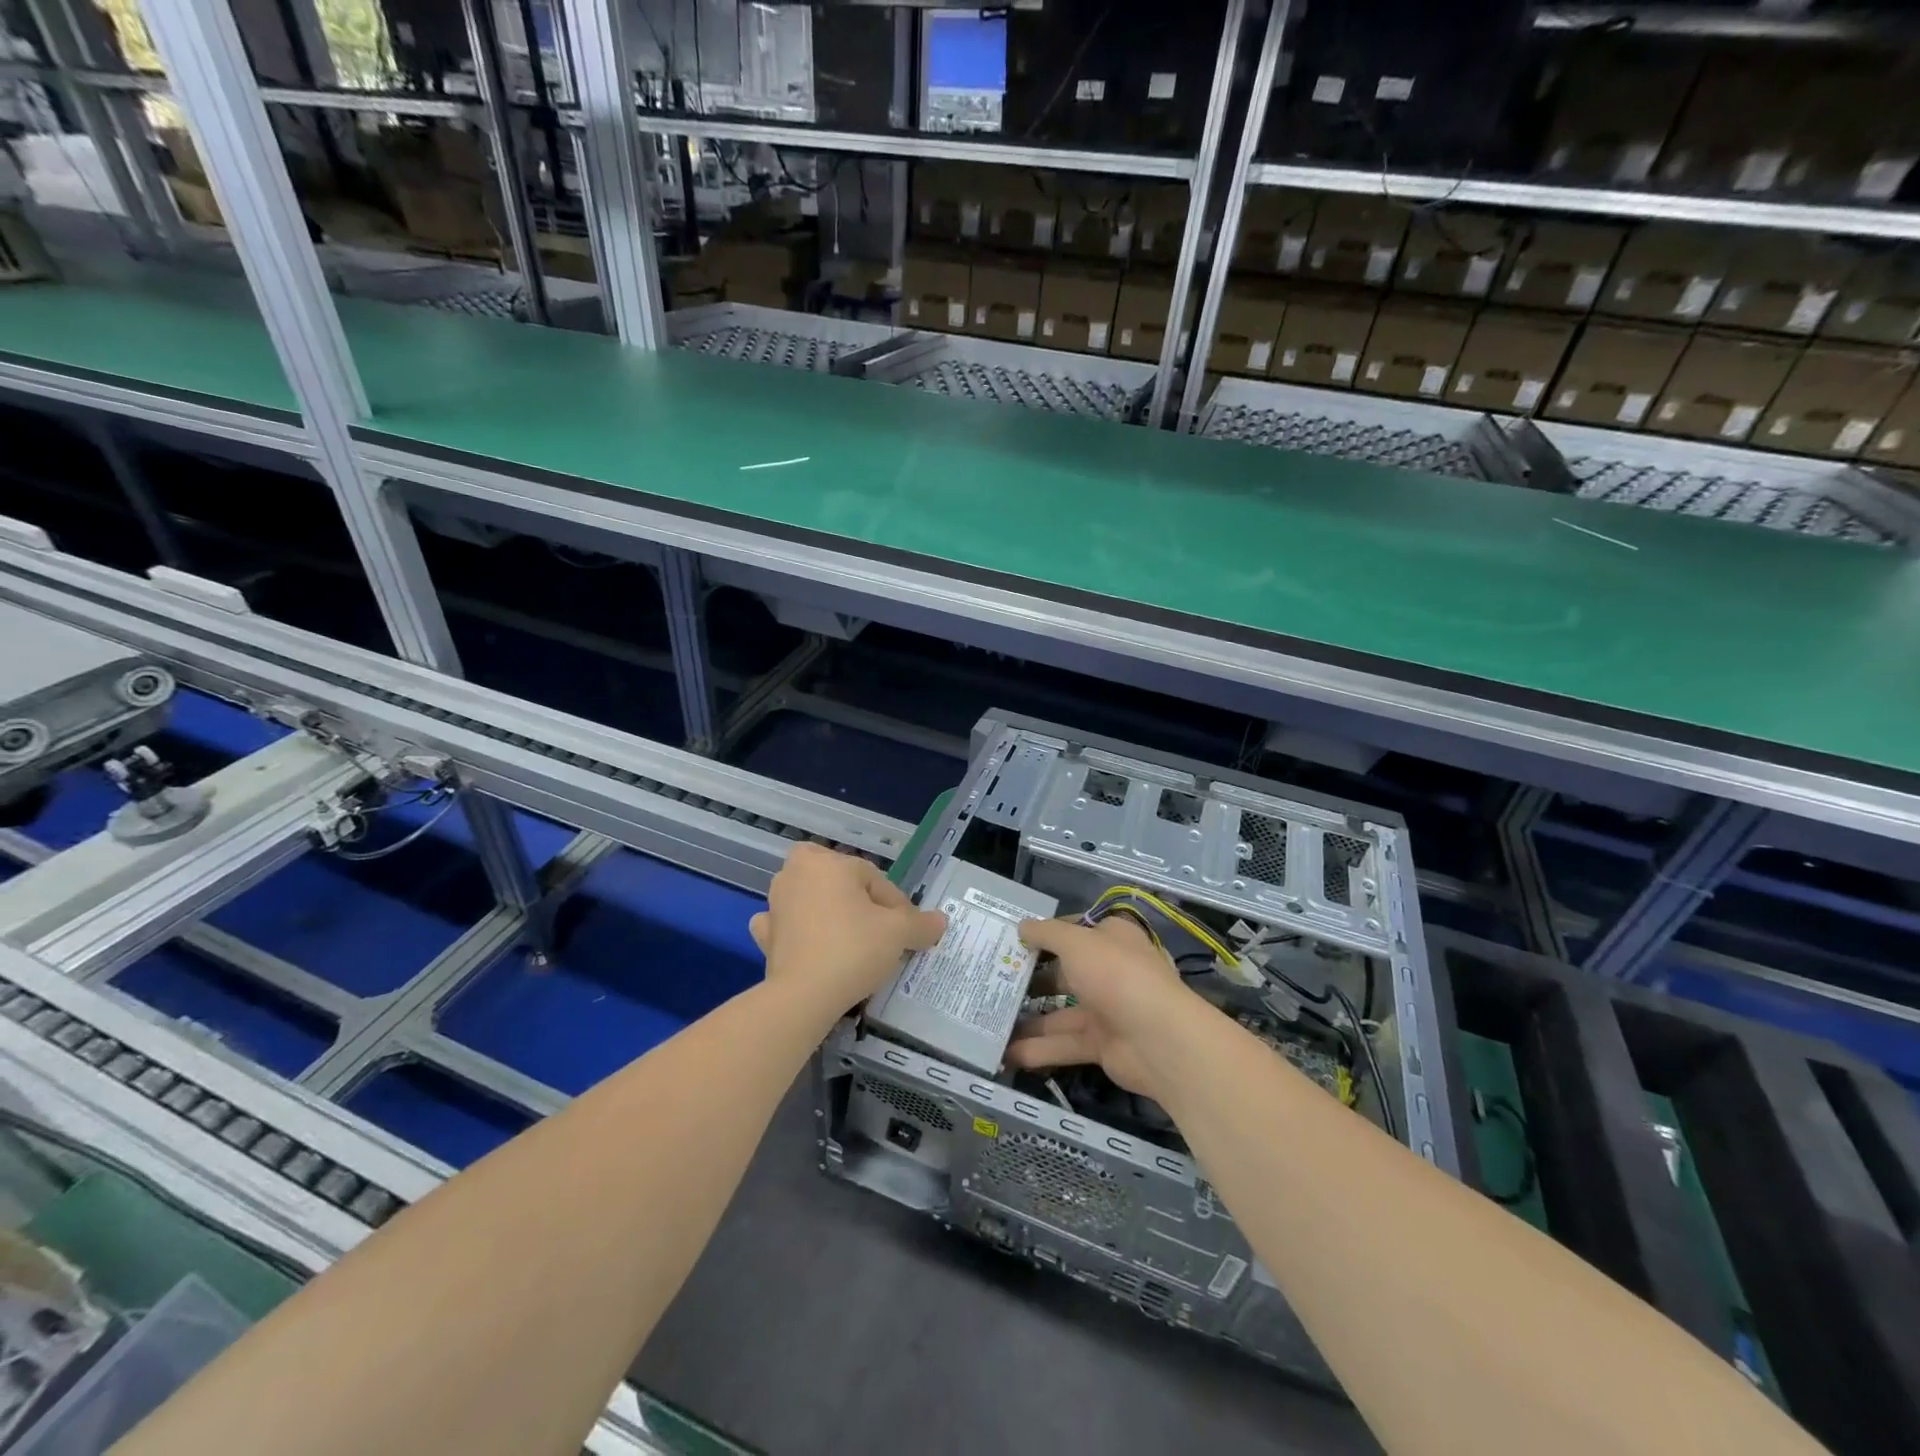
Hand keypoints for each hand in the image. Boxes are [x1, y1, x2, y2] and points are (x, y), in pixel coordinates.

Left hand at [749, 843, 945, 1011]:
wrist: (803, 996)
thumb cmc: (854, 949)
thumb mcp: (898, 933)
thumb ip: (920, 923)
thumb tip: (940, 921)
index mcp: (829, 862)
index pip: (875, 879)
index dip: (897, 906)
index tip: (907, 932)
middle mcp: (797, 873)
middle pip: (839, 880)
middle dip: (858, 898)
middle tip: (878, 928)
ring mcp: (776, 903)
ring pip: (810, 897)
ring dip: (827, 909)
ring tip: (849, 937)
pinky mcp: (765, 934)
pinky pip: (784, 923)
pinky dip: (795, 929)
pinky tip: (808, 943)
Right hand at [1006, 915, 1190, 1099]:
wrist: (1158, 1039)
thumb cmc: (1116, 975)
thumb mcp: (1076, 942)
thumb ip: (1046, 933)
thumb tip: (1022, 926)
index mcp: (1111, 938)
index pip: (1072, 931)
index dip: (1043, 934)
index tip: (1010, 941)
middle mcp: (1110, 971)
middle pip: (1064, 972)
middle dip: (1030, 979)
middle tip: (992, 983)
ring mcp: (1107, 1010)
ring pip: (1060, 1013)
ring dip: (1028, 1019)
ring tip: (990, 1021)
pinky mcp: (1102, 1045)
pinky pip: (1064, 1044)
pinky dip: (1038, 1049)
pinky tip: (1005, 1053)